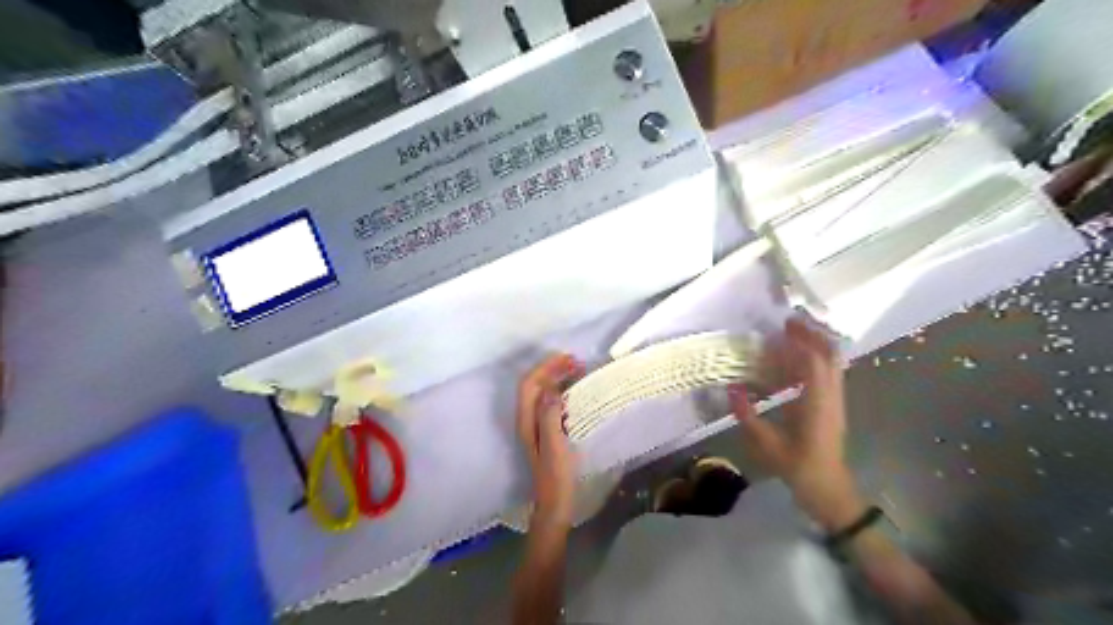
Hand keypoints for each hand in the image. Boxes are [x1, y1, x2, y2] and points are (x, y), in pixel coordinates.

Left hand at [518, 354, 583, 524]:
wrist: (555, 504)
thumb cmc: (556, 476)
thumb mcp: (554, 446)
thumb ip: (549, 416)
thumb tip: (551, 389)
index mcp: (527, 421)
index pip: (530, 384)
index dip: (545, 368)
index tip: (568, 359)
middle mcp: (528, 420)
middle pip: (534, 385)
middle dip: (551, 369)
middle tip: (576, 361)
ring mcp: (537, 426)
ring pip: (543, 393)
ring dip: (557, 378)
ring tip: (578, 370)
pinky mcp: (548, 432)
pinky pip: (552, 403)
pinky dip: (562, 391)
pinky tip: (577, 392)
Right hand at [736, 316, 863, 532]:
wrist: (828, 489)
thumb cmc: (798, 467)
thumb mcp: (767, 444)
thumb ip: (748, 415)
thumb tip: (731, 388)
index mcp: (818, 403)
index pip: (814, 362)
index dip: (798, 342)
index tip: (780, 328)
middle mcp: (831, 396)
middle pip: (829, 355)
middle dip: (811, 334)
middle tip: (788, 322)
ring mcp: (835, 399)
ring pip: (832, 361)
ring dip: (814, 343)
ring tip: (791, 333)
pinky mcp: (833, 405)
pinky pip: (827, 372)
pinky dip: (813, 358)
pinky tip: (794, 359)